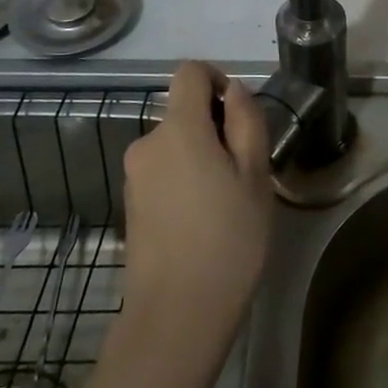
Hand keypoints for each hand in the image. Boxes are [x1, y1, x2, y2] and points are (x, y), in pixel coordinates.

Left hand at [120, 62, 273, 347]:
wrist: (177, 314)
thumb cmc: (229, 240)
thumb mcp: (256, 176)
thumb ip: (246, 122)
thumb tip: (234, 91)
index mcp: (179, 130)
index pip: (189, 73)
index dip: (218, 78)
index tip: (240, 114)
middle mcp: (147, 144)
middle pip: (183, 111)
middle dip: (216, 126)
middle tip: (246, 170)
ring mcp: (134, 176)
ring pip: (175, 143)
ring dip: (202, 154)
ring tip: (228, 200)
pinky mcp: (131, 203)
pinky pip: (163, 170)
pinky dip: (185, 178)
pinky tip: (204, 219)